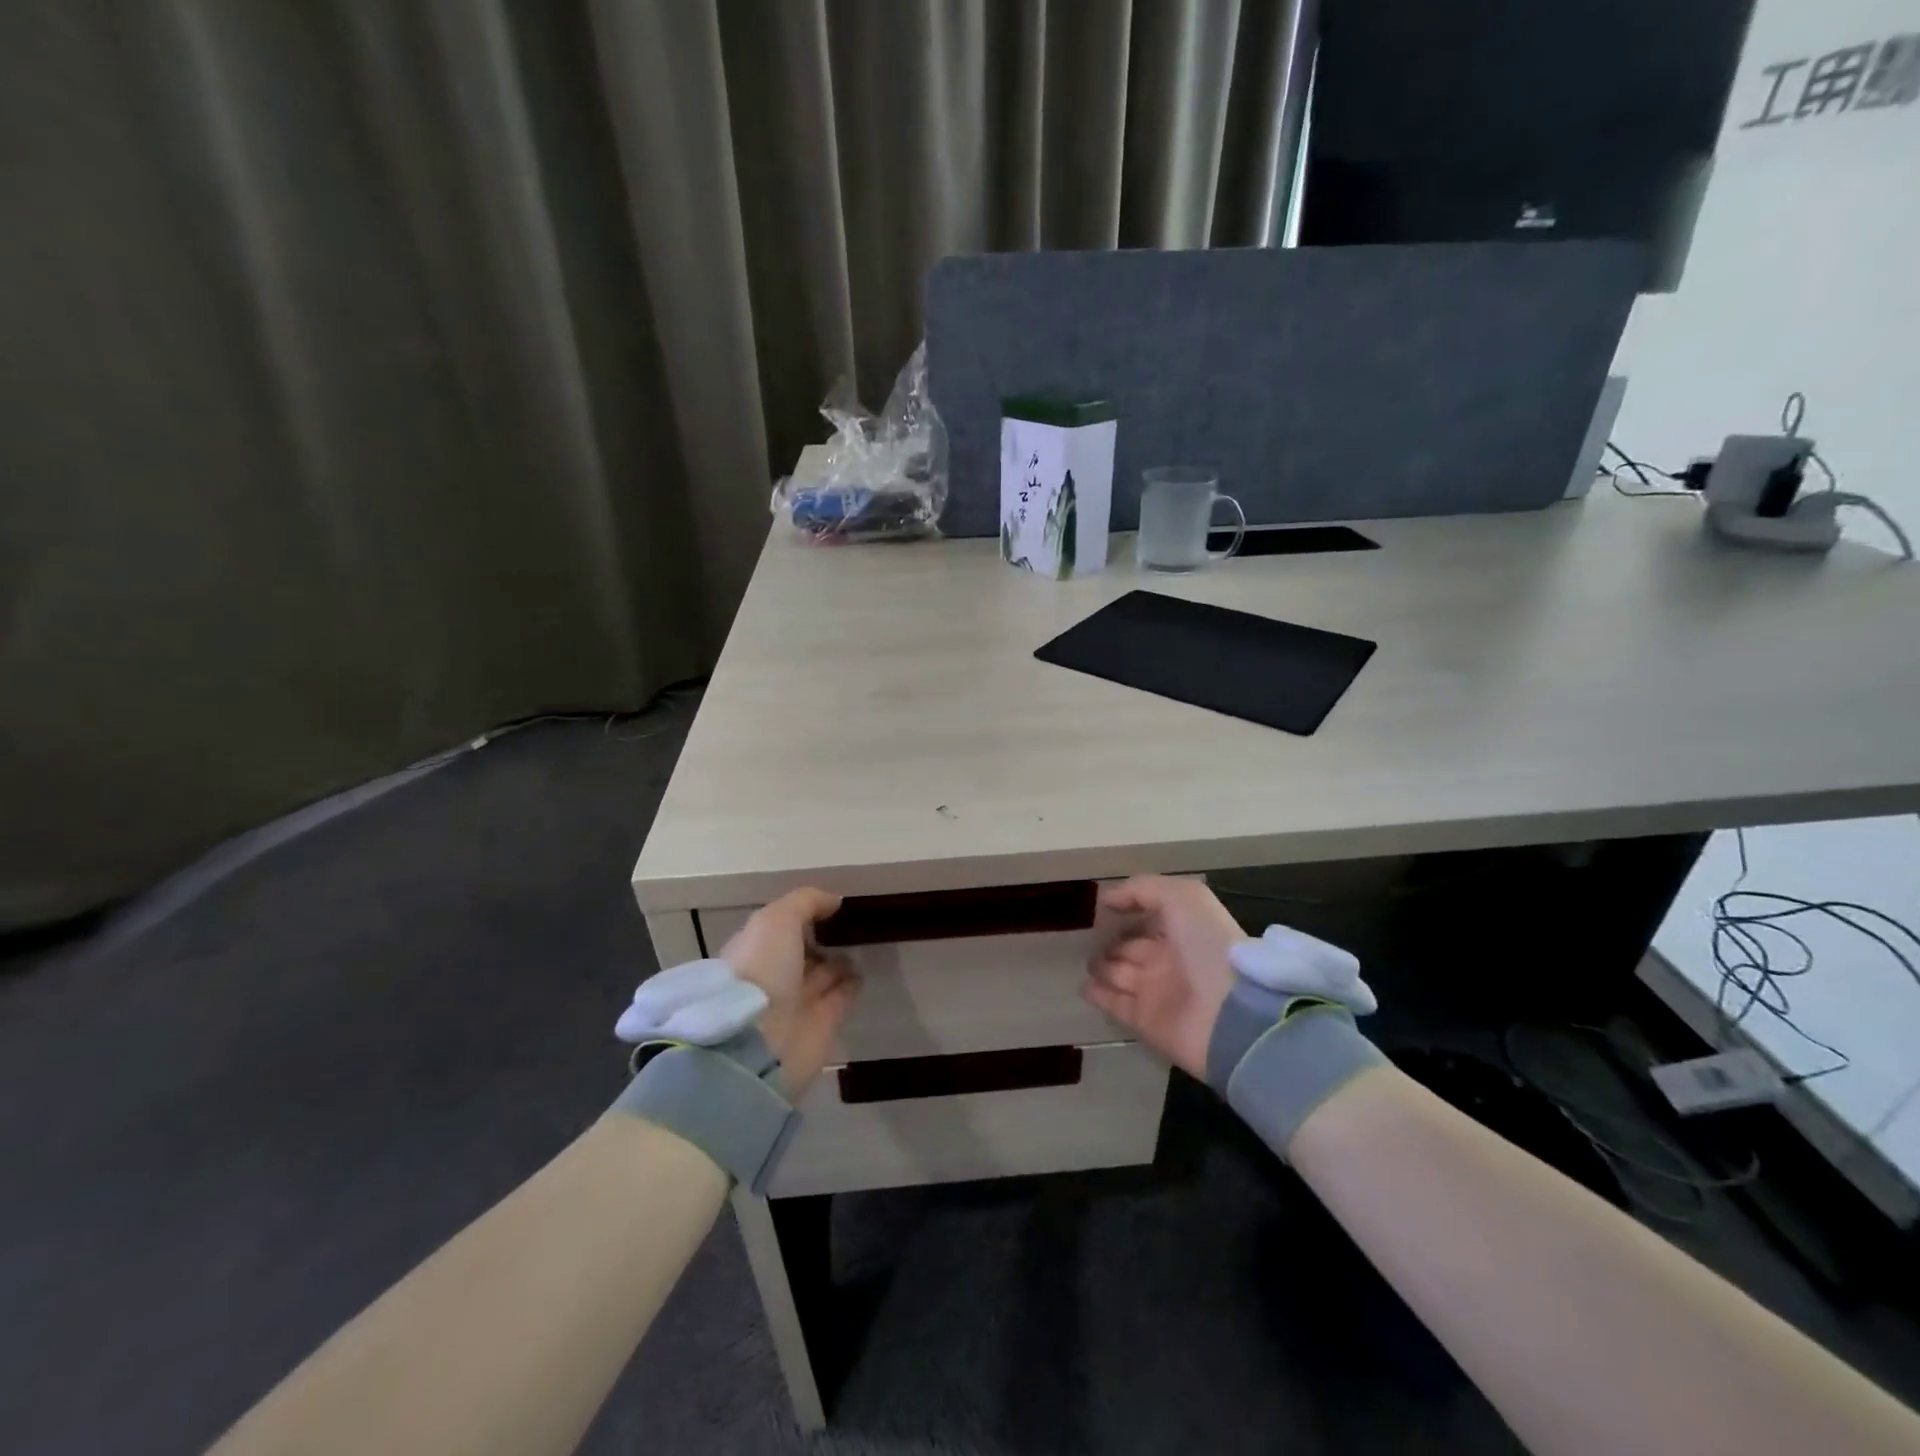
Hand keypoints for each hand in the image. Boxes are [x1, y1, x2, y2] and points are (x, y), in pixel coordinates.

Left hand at [721, 888, 860, 1093]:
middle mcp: (773, 976)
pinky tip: (865, 968)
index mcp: (754, 951)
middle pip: (801, 953)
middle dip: (820, 939)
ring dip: (839, 961)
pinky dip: (852, 984)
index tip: (828, 905)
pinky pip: (840, 997)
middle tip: (850, 924)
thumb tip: (834, 901)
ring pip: (823, 975)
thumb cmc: (762, 969)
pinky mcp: (822, 1025)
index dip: (801, 917)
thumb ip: (806, 903)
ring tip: (863, 942)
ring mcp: (797, 1002)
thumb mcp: (777, 920)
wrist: (762, 1041)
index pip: (779, 930)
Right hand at [1083, 876, 1242, 1078]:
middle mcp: (1169, 959)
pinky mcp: (1145, 1021)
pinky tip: (1083, 985)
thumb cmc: (1207, 945)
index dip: (1130, 911)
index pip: (1150, 918)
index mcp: (1183, 930)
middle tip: (1087, 938)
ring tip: (1084, 961)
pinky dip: (1099, 995)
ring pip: (1121, 975)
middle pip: (1133, 948)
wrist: (1229, 1013)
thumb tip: (1108, 899)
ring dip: (1102, 967)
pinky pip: (1115, 1004)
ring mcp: (1157, 992)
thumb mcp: (1182, 898)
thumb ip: (1143, 889)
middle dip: (1112, 942)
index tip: (1103, 908)